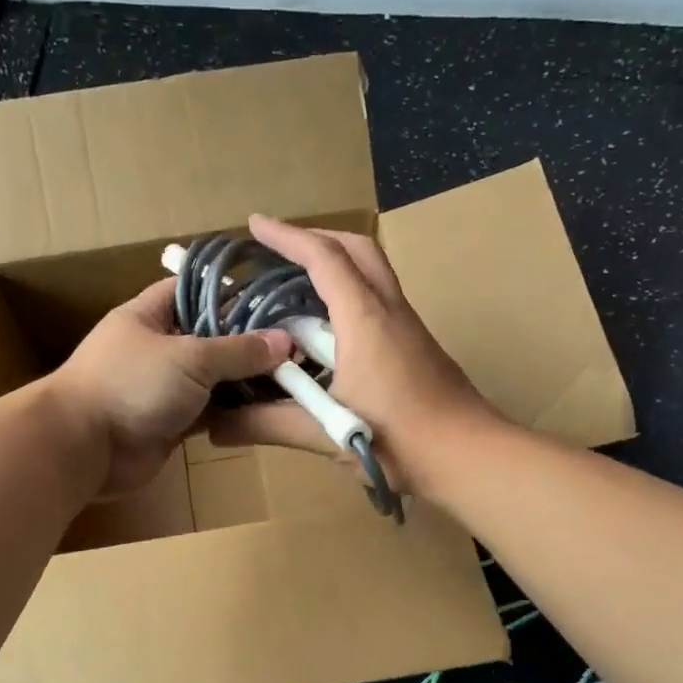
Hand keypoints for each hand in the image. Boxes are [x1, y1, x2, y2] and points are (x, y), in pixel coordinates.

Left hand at [47, 277, 291, 494]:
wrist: (84, 447)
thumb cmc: (131, 385)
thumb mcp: (190, 357)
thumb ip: (239, 350)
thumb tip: (285, 342)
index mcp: (149, 315)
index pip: (192, 290)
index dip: (230, 291)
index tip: (272, 297)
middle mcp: (156, 347)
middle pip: (209, 336)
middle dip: (247, 341)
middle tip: (295, 342)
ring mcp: (163, 387)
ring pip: (212, 377)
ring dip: (244, 379)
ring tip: (292, 374)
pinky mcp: (171, 422)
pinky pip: (209, 411)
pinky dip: (233, 410)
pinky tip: (268, 407)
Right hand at [210, 216, 497, 494]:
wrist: (468, 457)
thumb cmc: (397, 440)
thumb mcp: (323, 432)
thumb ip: (266, 425)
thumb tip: (214, 427)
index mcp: (364, 318)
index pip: (323, 258)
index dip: (286, 237)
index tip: (254, 225)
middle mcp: (389, 310)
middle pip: (357, 250)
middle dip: (316, 239)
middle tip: (280, 250)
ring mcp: (408, 327)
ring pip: (372, 274)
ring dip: (335, 266)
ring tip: (297, 286)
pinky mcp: (416, 347)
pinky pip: (378, 302)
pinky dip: (348, 298)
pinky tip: (327, 334)